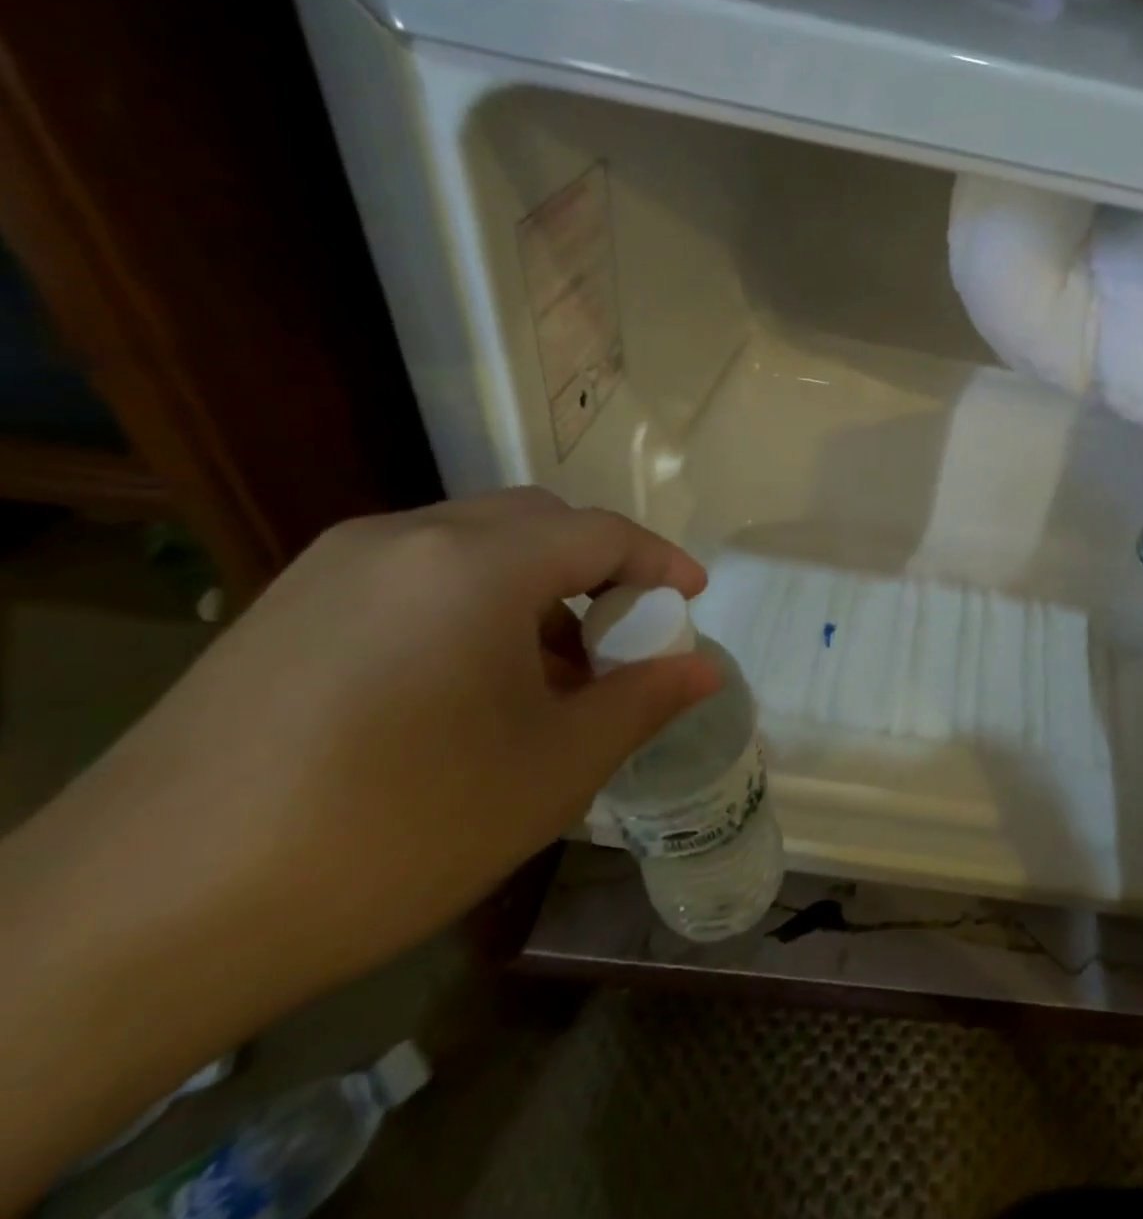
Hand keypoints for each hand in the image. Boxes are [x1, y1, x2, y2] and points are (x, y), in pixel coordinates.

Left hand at [60, 488, 720, 990]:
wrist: (136, 924)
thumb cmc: (394, 829)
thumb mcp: (553, 769)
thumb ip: (643, 701)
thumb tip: (702, 668)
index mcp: (477, 563)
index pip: (601, 533)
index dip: (660, 561)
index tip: (692, 598)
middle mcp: (404, 539)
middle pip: (536, 522)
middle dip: (597, 567)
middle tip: (622, 635)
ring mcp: (332, 569)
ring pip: (471, 545)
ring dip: (532, 588)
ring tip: (545, 674)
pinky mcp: (283, 610)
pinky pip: (412, 576)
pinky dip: (470, 605)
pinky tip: (462, 687)